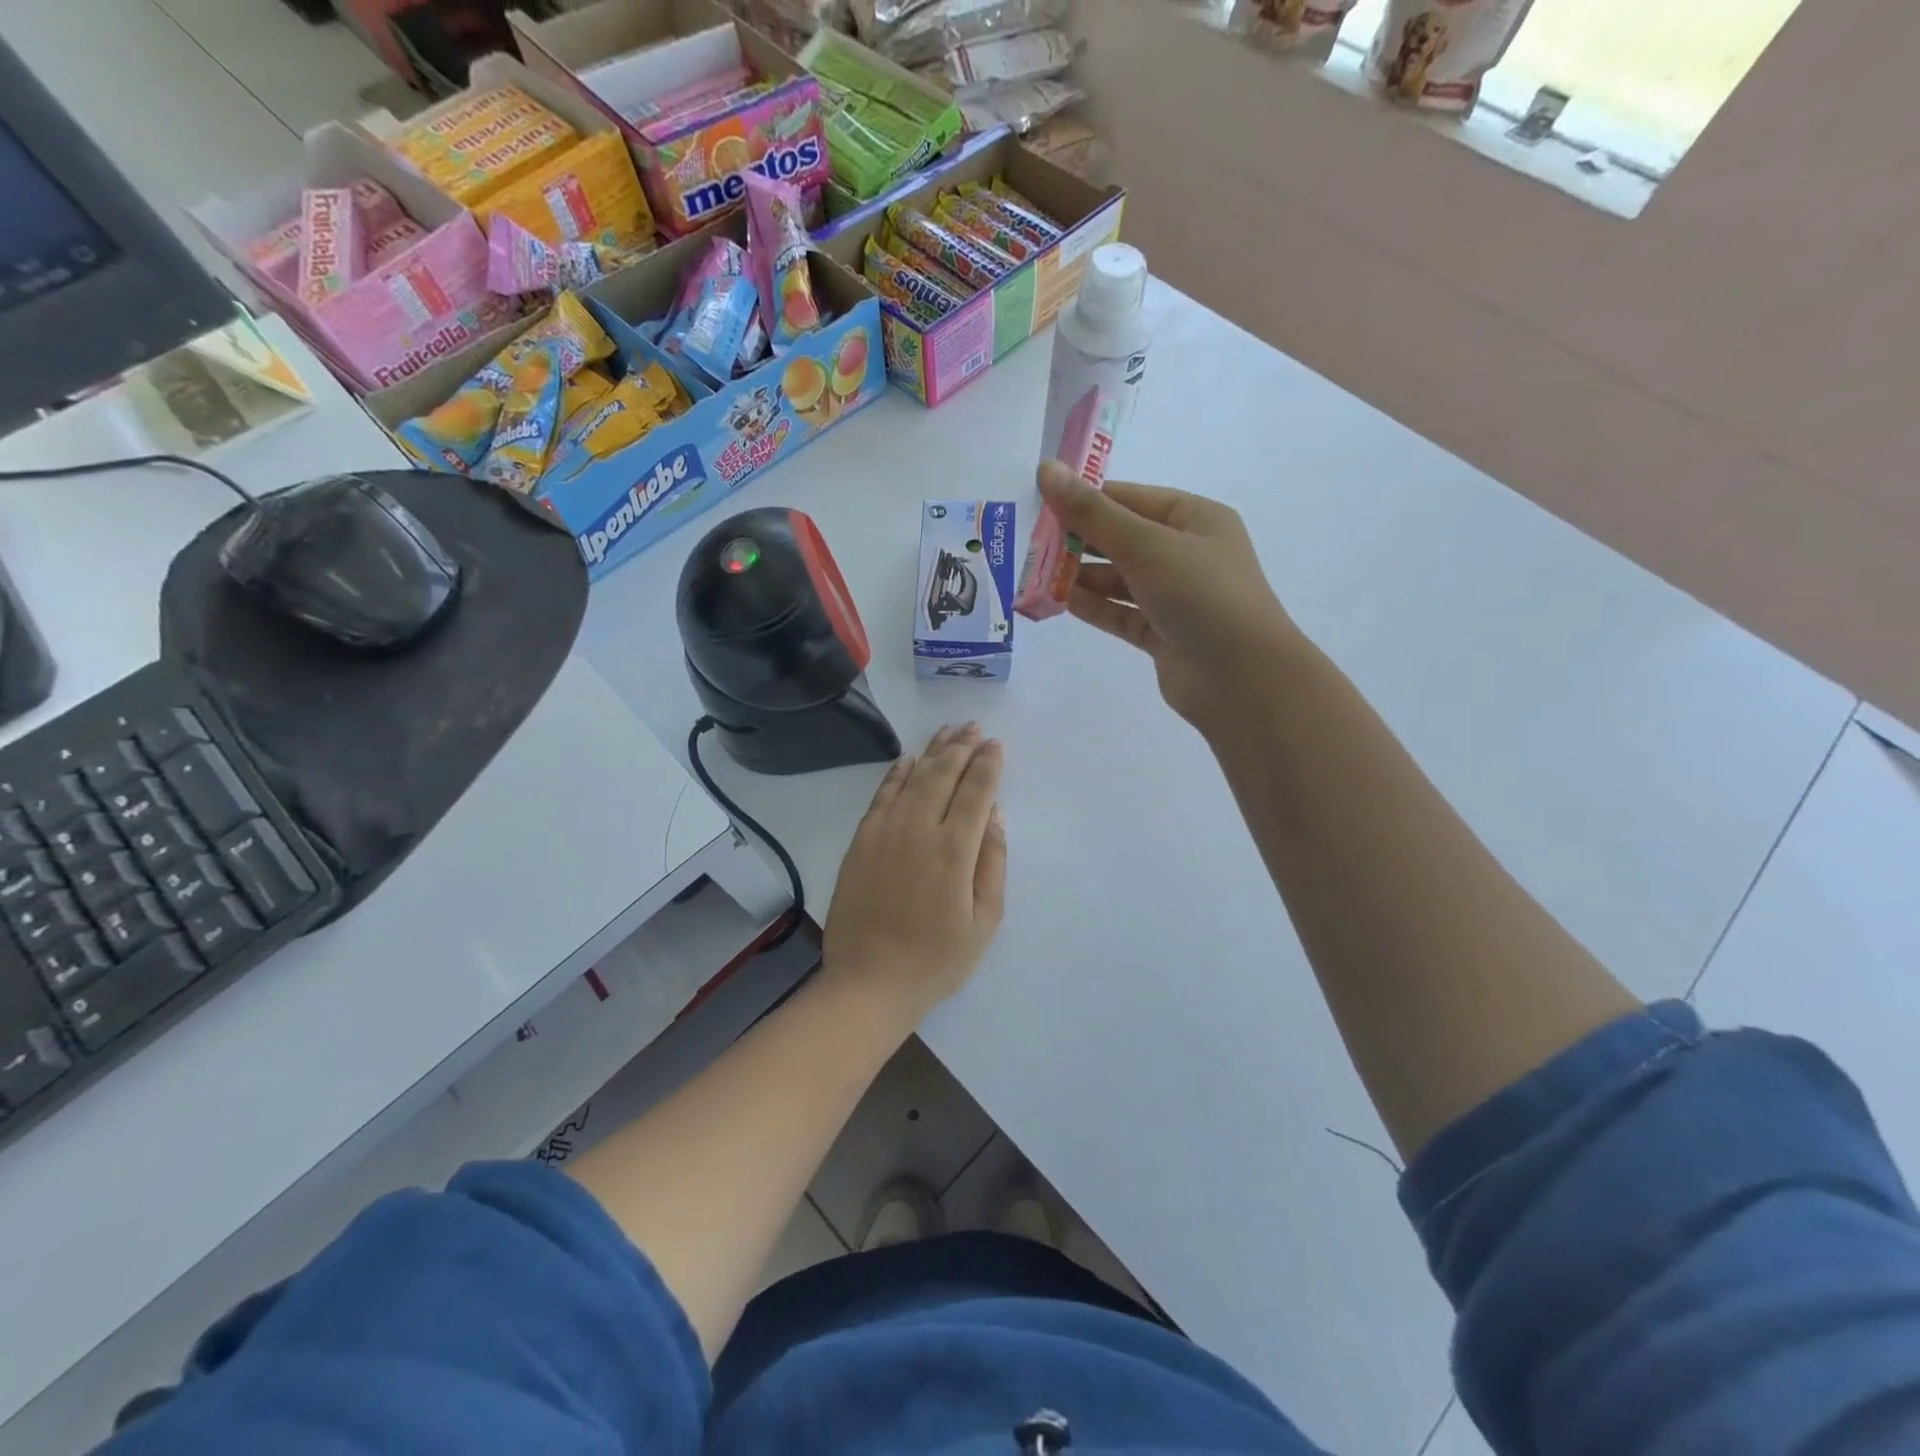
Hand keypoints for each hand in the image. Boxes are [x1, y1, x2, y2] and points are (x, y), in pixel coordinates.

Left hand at [822, 724, 1006, 1018]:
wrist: (869, 981)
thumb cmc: (936, 958)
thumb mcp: (984, 920)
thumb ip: (992, 862)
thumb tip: (994, 813)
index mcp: (954, 850)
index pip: (975, 792)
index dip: (988, 764)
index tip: (996, 744)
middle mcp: (918, 829)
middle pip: (943, 775)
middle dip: (962, 747)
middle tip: (974, 727)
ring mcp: (884, 832)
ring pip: (912, 778)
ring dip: (933, 752)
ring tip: (948, 731)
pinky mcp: (861, 841)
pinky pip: (881, 795)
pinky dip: (897, 774)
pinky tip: (908, 760)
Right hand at [1037, 461, 1300, 733]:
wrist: (1242, 678)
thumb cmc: (1202, 594)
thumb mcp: (1146, 544)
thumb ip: (1093, 512)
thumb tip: (1046, 470)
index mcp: (1195, 519)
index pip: (1131, 499)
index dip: (1087, 499)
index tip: (1041, 503)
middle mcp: (1186, 554)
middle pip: (1122, 539)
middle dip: (1079, 541)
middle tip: (1032, 543)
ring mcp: (1175, 597)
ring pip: (1118, 579)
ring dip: (1081, 576)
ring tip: (1036, 574)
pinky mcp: (1162, 634)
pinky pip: (1120, 613)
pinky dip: (1093, 606)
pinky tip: (1057, 601)